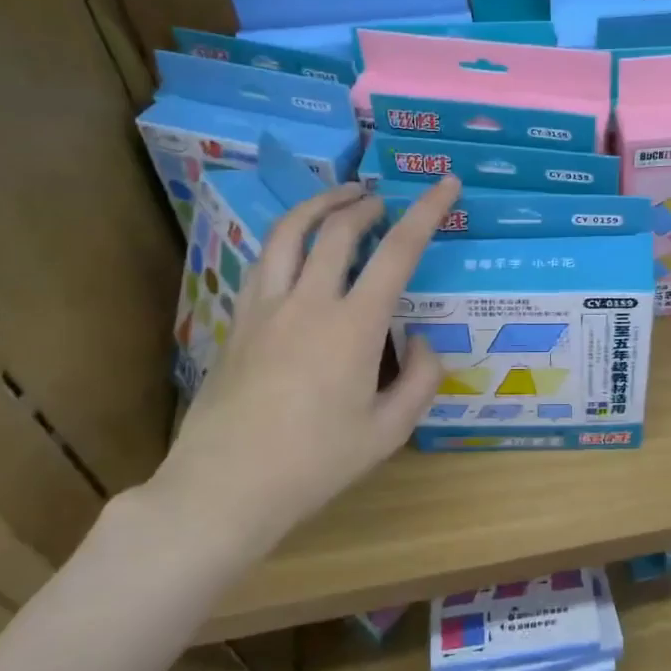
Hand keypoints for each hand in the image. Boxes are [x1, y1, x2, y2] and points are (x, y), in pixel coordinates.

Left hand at [143, 178, 460, 558]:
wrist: (225, 487)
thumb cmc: (315, 463)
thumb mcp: (389, 432)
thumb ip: (421, 380)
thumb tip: (423, 342)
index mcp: (353, 326)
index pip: (398, 250)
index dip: (428, 211)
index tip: (446, 183)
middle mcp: (308, 302)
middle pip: (338, 229)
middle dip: (366, 204)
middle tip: (383, 201)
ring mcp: (265, 307)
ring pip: (289, 232)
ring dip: (320, 206)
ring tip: (339, 199)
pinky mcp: (238, 321)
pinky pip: (264, 260)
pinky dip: (288, 238)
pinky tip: (297, 248)